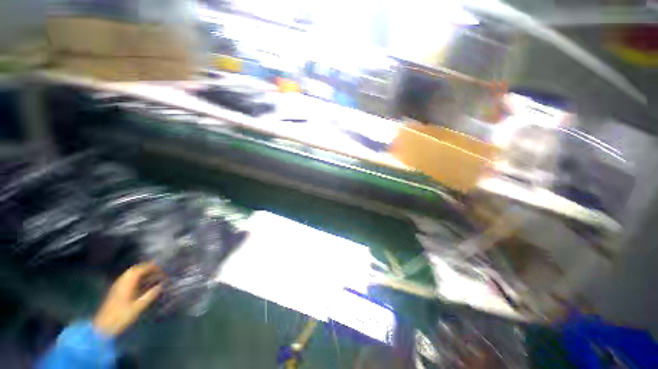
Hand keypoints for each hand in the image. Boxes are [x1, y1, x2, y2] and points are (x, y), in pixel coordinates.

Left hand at [93, 262, 162, 335]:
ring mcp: (117, 286)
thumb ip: (149, 295)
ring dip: (140, 271)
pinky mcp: (115, 291)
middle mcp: (121, 282)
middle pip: (133, 270)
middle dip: (145, 267)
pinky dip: (135, 277)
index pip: (139, 270)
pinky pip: (126, 278)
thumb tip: (160, 286)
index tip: (161, 267)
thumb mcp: (138, 307)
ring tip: (150, 274)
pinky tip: (140, 282)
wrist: (103, 326)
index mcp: (127, 284)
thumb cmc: (121, 316)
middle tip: (157, 269)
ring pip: (129, 274)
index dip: (151, 267)